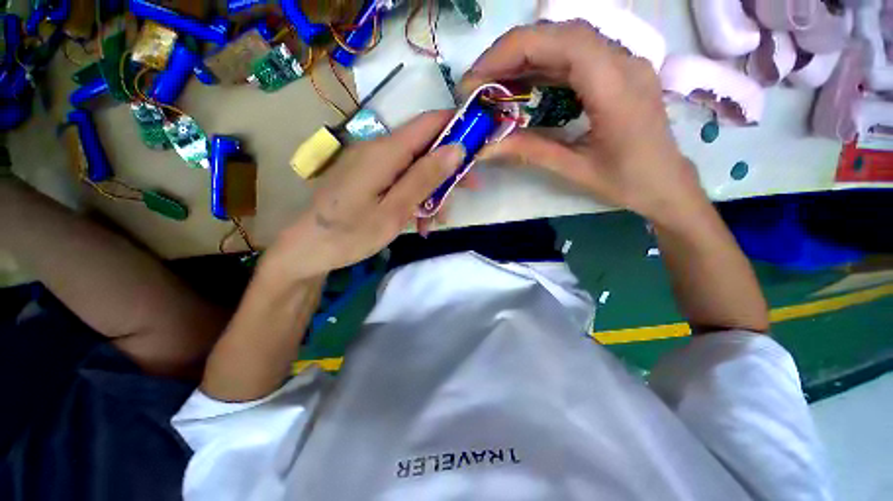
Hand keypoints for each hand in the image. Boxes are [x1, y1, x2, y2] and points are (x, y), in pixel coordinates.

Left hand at [264, 111, 463, 280]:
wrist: (308, 249)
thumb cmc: (351, 233)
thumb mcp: (394, 209)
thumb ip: (424, 177)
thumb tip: (456, 149)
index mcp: (385, 151)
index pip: (429, 123)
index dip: (457, 127)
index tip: (481, 144)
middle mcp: (379, 149)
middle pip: (425, 147)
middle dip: (449, 168)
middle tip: (469, 191)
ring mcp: (373, 164)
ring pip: (415, 167)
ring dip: (432, 191)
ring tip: (436, 222)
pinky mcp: (370, 177)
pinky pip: (401, 180)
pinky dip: (415, 197)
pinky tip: (418, 222)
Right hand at [463, 21, 705, 224]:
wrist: (666, 184)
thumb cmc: (626, 182)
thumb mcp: (573, 169)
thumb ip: (529, 151)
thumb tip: (485, 147)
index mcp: (617, 87)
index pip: (562, 43)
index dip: (512, 51)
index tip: (476, 79)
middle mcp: (623, 62)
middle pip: (560, 35)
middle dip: (510, 53)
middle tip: (478, 84)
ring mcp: (622, 63)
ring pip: (565, 42)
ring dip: (523, 59)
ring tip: (492, 85)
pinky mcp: (616, 72)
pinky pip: (574, 57)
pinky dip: (541, 67)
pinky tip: (522, 86)